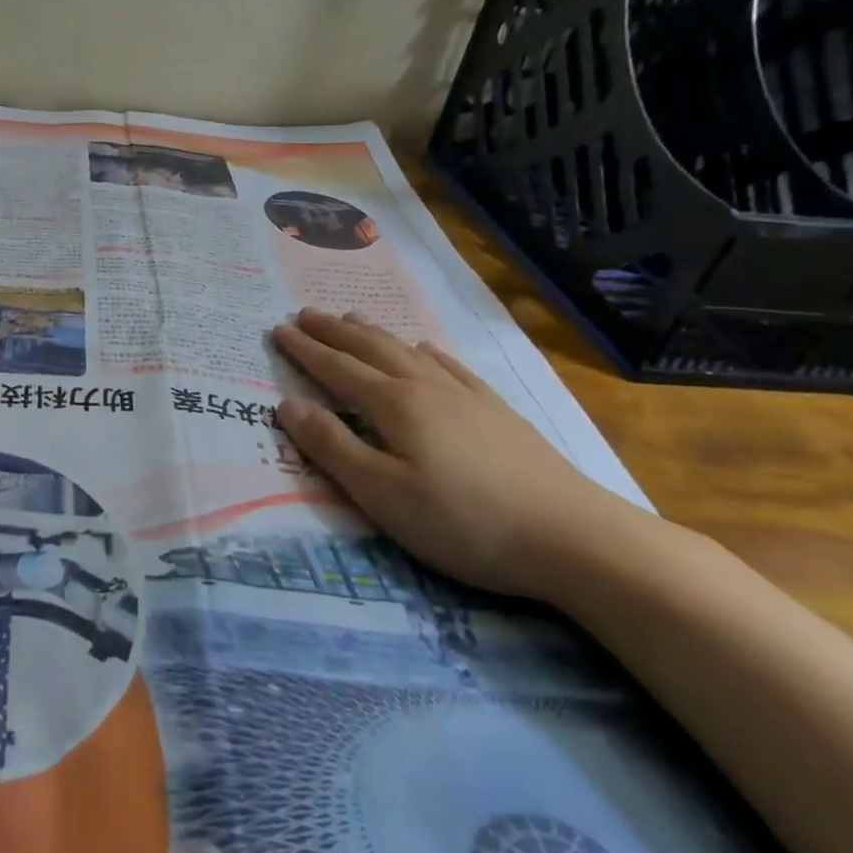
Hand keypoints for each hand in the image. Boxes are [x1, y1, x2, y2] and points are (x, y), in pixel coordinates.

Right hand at [269, 309, 652, 601]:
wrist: (574, 538)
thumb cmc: (463, 522)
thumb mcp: (381, 494)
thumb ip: (331, 447)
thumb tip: (287, 404)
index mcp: (393, 405)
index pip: (336, 369)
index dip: (304, 349)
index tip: (278, 330)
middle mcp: (425, 388)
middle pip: (370, 349)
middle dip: (333, 331)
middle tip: (304, 314)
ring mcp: (466, 397)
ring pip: (408, 352)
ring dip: (374, 333)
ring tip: (352, 319)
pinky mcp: (497, 413)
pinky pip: (452, 368)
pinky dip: (428, 353)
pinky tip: (426, 349)